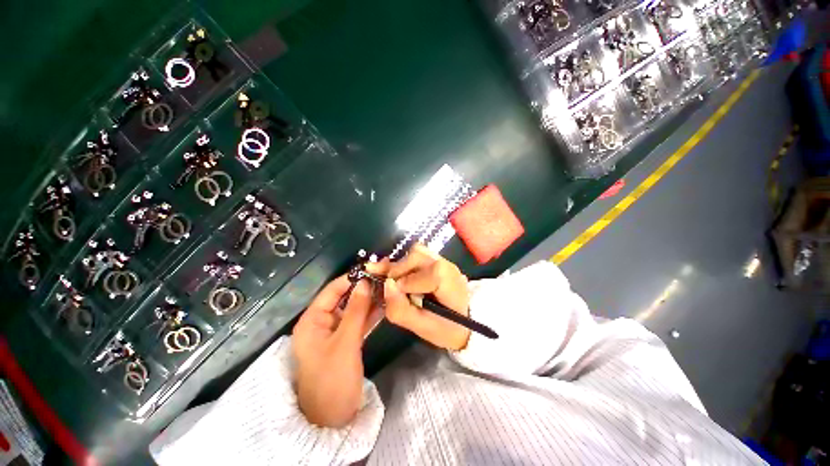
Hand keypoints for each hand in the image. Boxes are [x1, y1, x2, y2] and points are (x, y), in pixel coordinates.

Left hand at [292, 275, 375, 427]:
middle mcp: (322, 322)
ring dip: (369, 300)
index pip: (332, 291)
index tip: (371, 268)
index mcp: (312, 320)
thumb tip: (364, 282)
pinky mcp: (346, 340)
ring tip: (387, 287)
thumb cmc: (333, 379)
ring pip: (353, 309)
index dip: (350, 278)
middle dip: (363, 288)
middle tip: (383, 277)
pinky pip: (358, 322)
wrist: (333, 418)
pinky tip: (385, 304)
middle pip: (344, 298)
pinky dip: (370, 314)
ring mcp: (335, 332)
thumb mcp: (345, 342)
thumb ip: (356, 310)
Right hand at [384, 244, 470, 350]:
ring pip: (416, 251)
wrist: (462, 319)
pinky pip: (417, 253)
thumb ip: (401, 310)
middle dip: (398, 270)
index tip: (399, 294)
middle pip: (418, 256)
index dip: (410, 281)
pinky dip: (405, 262)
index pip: (432, 272)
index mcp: (451, 285)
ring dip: (400, 266)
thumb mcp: (422, 328)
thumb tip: (386, 284)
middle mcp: (448, 266)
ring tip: (395, 281)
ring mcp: (443, 259)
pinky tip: (401, 275)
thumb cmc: (444, 327)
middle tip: (389, 287)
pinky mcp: (436, 258)